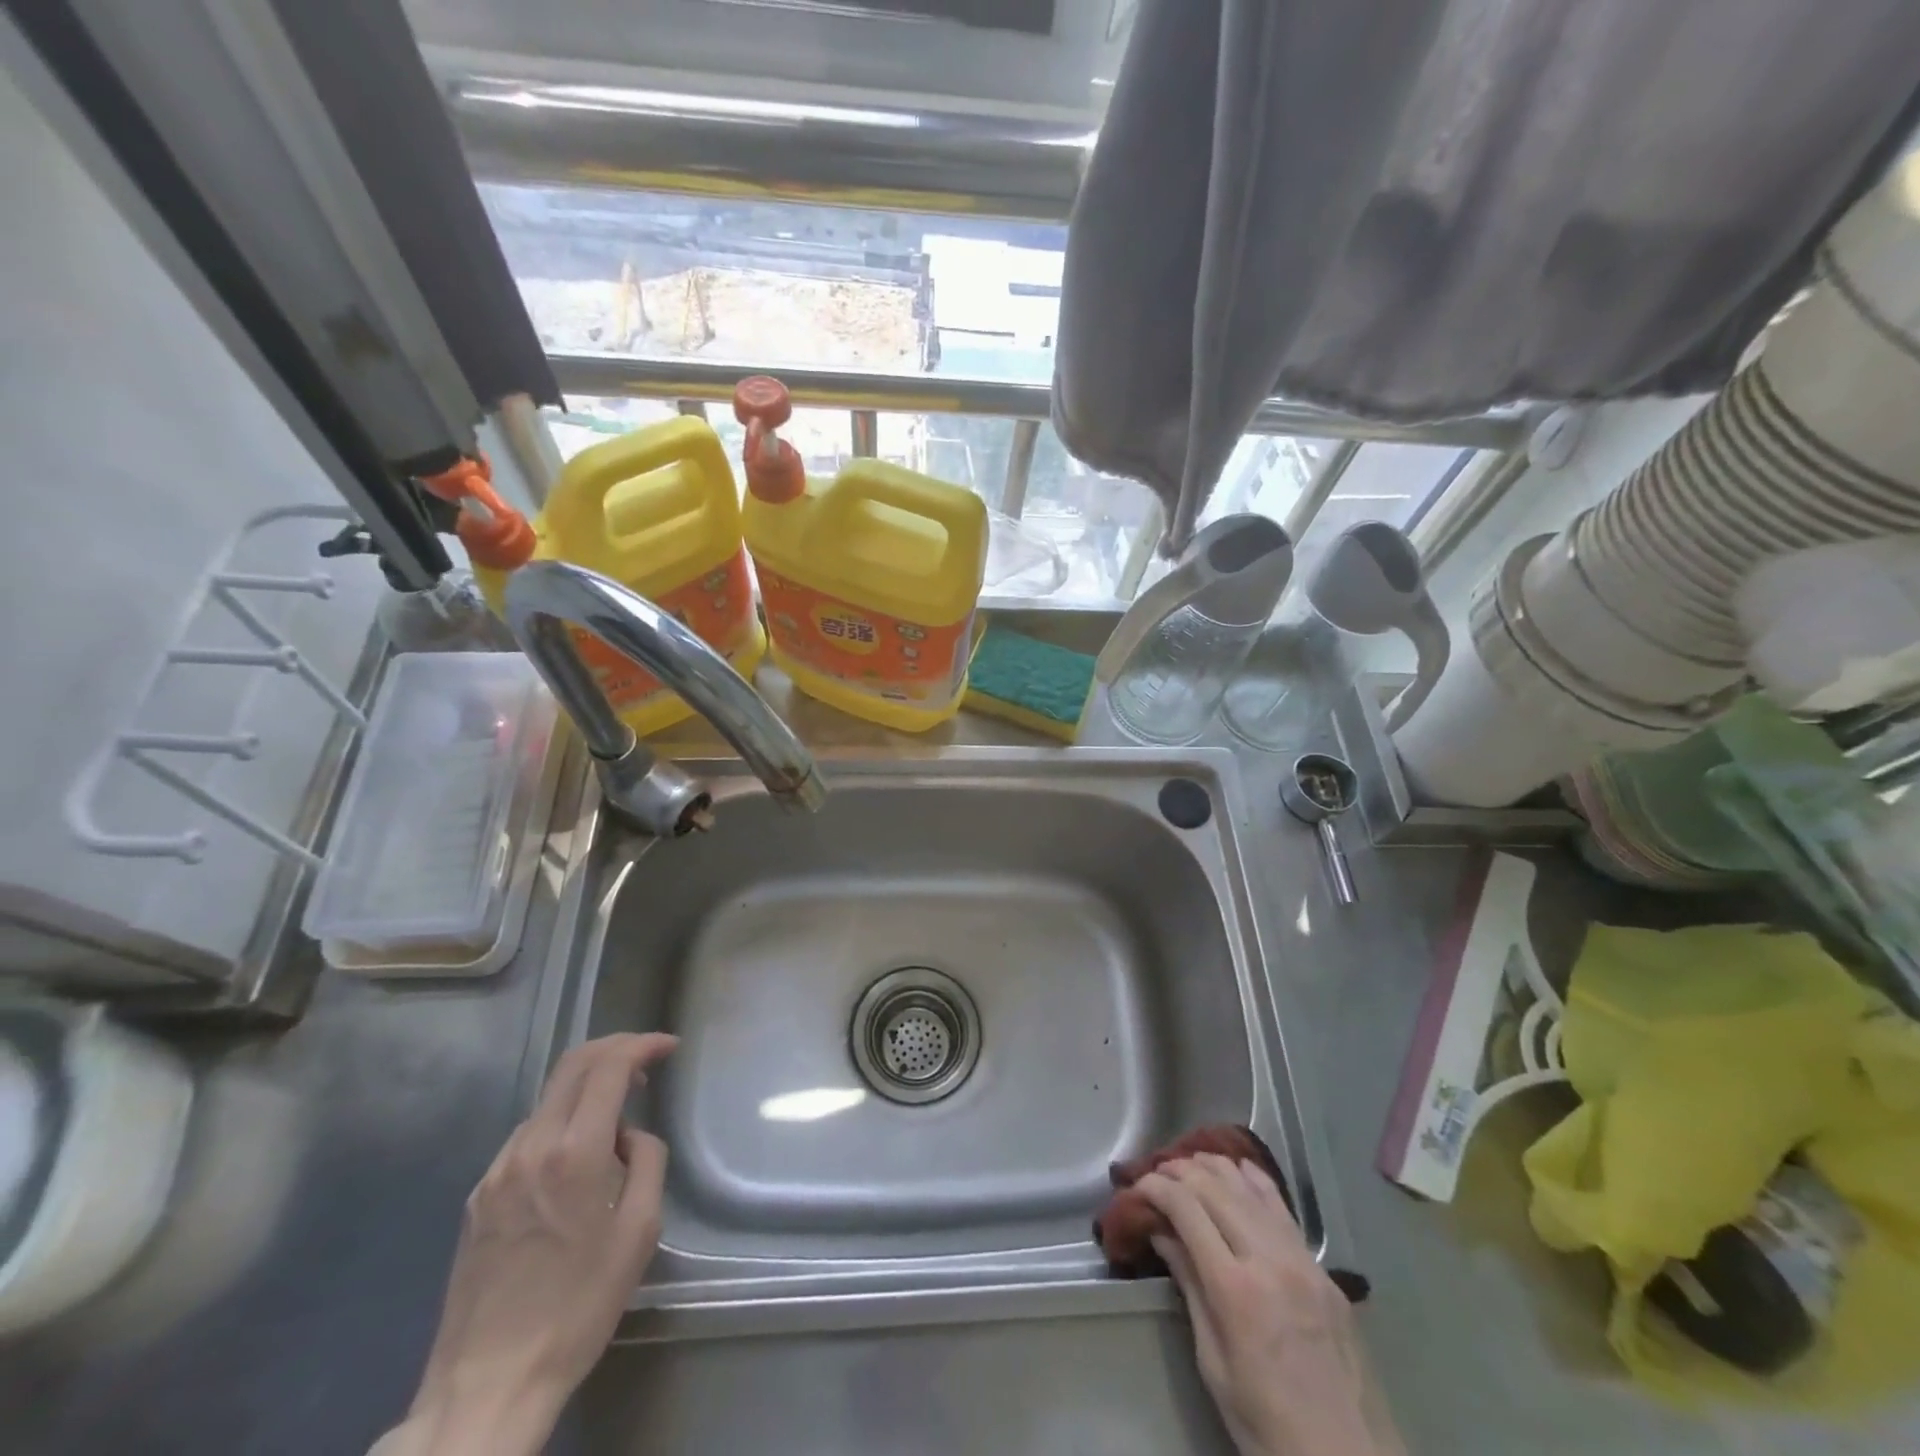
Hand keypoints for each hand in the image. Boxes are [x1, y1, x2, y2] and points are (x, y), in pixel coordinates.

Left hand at [396, 1033, 676, 1455]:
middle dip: (614, 1048)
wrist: (488, 1384)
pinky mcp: (478, 1196)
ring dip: (587, 1088)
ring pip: (548, 1099)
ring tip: (617, 1114)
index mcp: (575, 1153)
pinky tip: (577, 1156)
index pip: (608, 1067)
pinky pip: (527, 1136)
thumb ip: (646, 1161)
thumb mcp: (640, 1231)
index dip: (641, 1044)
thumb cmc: (579, 1307)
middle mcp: (530, 1147)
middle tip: (646, 1059)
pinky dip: (561, 1122)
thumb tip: (629, 1135)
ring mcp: (496, 1171)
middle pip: (572, 1065)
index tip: (669, 1046)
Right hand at [1137, 1154, 1404, 1455]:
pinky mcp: (1323, 1269)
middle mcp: (1269, 1260)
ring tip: (1188, 1164)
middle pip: (1215, 1188)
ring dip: (1214, 1168)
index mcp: (1235, 1290)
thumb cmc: (1267, 1427)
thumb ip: (1190, 1289)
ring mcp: (1302, 1260)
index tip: (1136, 1188)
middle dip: (1179, 1172)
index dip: (1156, 1188)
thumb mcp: (1214, 1365)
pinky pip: (1282, 1209)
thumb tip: (1163, 1235)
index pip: (1186, 1209)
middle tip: (1155, 1173)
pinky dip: (1255, 1181)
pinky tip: (1238, 1168)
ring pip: (1249, 1188)